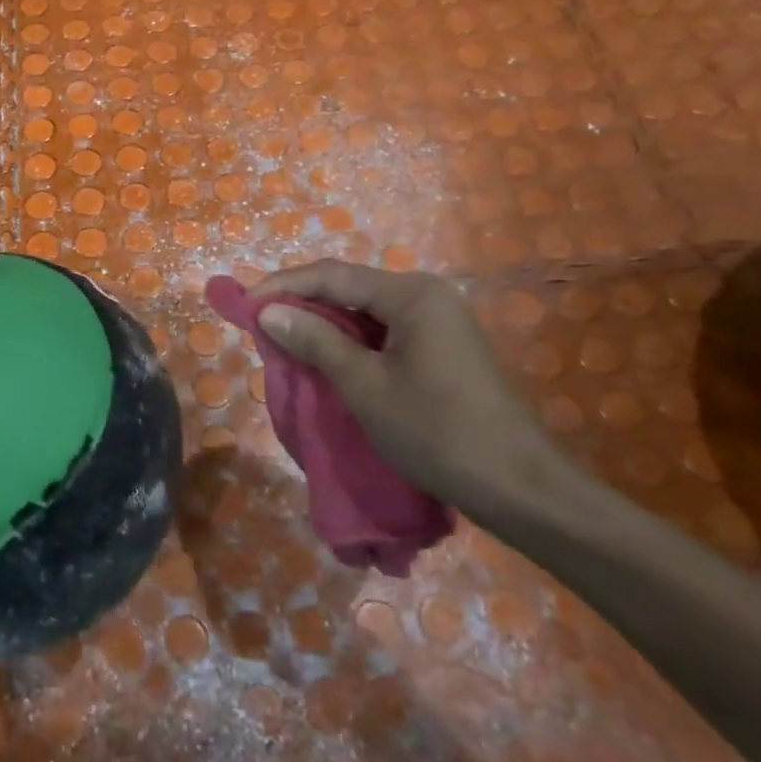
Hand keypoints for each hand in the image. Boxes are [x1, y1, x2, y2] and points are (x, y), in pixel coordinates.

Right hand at [251, 260, 588, 528]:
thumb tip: (269, 311)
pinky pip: (382, 333)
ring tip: (283, 343)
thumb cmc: (436, 432)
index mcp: (411, 294)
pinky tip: (325, 360)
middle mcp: (426, 296)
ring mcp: (437, 322)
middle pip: (349, 288)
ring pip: (364, 312)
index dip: (283, 286)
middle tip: (259, 325)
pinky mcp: (440, 348)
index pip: (332, 275)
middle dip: (301, 303)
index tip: (243, 305)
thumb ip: (316, 342)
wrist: (517, 486)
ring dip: (323, 325)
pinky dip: (349, 343)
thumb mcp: (365, 387)